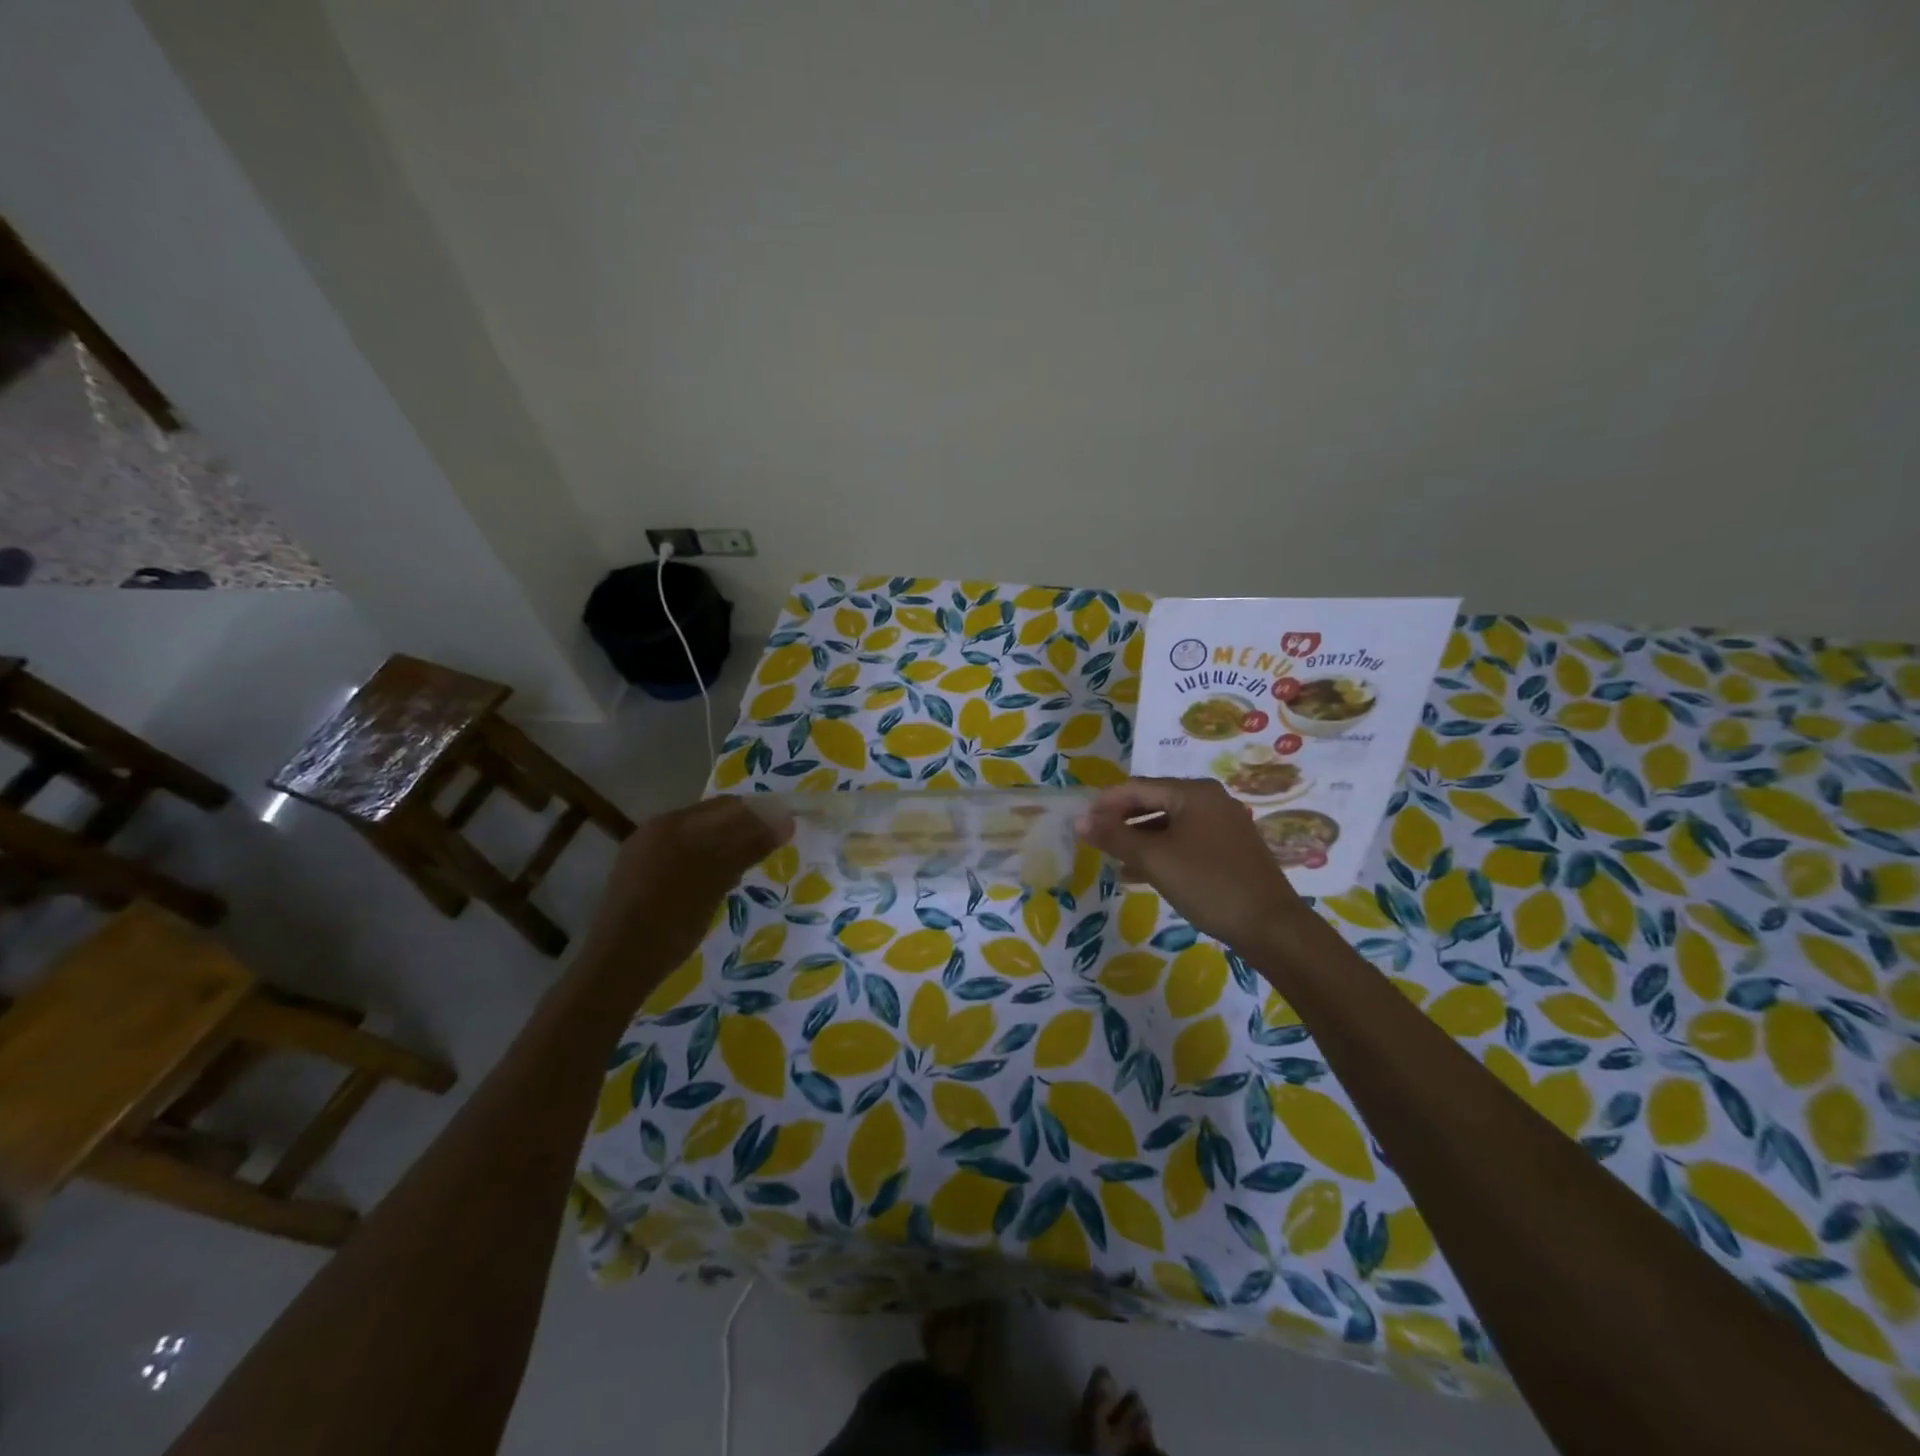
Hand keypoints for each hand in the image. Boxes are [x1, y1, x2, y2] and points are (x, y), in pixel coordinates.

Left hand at [584, 796, 791, 969]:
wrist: (618, 965)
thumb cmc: (671, 920)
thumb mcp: (717, 880)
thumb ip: (749, 845)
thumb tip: (786, 819)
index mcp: (673, 823)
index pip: (728, 805)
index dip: (761, 813)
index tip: (787, 829)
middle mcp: (656, 829)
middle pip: (712, 819)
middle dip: (744, 830)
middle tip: (770, 850)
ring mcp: (644, 852)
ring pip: (698, 838)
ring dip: (726, 847)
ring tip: (746, 870)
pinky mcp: (639, 875)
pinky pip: (682, 855)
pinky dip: (705, 862)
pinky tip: (714, 886)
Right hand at [1078, 777, 1302, 950]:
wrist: (1271, 927)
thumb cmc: (1208, 884)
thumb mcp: (1155, 860)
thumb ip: (1115, 837)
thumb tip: (1080, 822)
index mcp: (1194, 792)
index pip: (1137, 787)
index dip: (1105, 803)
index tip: (1081, 823)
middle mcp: (1210, 800)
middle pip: (1153, 802)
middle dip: (1121, 820)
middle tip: (1094, 841)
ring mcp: (1223, 825)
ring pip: (1168, 824)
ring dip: (1138, 839)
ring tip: (1111, 858)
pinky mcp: (1229, 850)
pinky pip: (1184, 841)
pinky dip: (1160, 852)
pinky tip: (1138, 873)